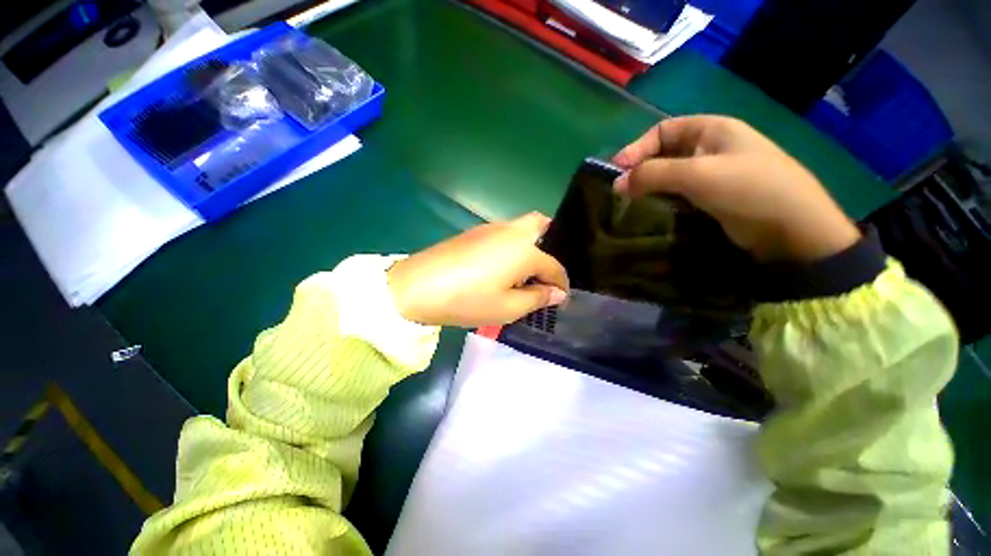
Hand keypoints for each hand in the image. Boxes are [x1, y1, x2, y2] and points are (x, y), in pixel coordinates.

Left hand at [387, 213, 568, 326]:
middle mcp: (512, 232)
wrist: (418, 286)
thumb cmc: (468, 300)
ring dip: (530, 245)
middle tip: (546, 270)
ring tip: (524, 272)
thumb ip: (537, 298)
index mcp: (524, 251)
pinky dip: (512, 245)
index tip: (561, 297)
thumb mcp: (508, 308)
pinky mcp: (474, 232)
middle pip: (541, 225)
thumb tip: (558, 293)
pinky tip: (502, 266)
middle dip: (552, 243)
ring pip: (521, 228)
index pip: (554, 266)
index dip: (561, 283)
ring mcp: (491, 228)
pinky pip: (504, 233)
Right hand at [613, 116, 859, 261]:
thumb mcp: (697, 174)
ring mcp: (713, 173)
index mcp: (711, 129)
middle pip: (664, 152)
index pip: (662, 130)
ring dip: (649, 185)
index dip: (637, 147)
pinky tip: (650, 209)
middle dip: (640, 168)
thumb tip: (616, 183)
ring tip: (629, 202)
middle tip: (620, 190)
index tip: (616, 171)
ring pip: (670, 174)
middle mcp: (710, 147)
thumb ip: (653, 174)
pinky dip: (661, 198)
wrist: (792, 229)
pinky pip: (679, 192)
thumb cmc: (748, 188)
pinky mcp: (712, 196)